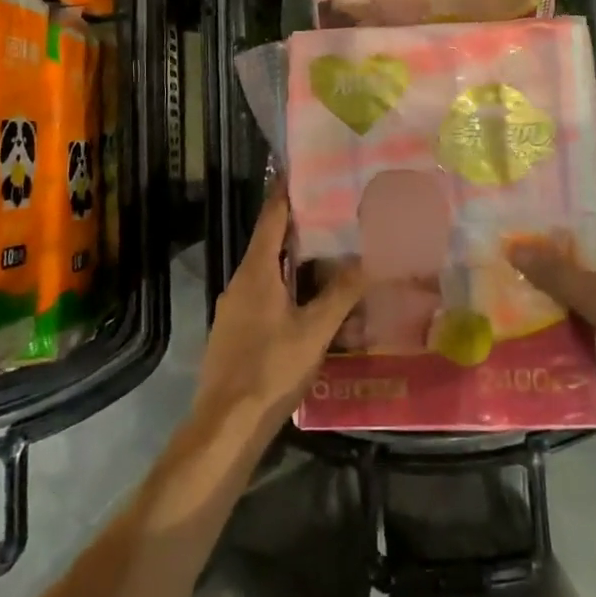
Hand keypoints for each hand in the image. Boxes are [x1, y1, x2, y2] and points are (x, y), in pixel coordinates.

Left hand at [197, 177, 365, 442]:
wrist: (226, 426)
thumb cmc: (270, 369)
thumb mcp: (314, 331)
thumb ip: (342, 293)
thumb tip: (369, 258)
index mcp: (256, 271)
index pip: (271, 218)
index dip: (285, 192)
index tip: (300, 170)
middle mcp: (239, 283)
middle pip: (269, 243)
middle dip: (297, 228)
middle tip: (330, 213)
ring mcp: (233, 310)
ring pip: (266, 273)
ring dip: (292, 262)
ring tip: (326, 256)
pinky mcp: (234, 333)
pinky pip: (262, 297)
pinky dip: (284, 289)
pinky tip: (306, 304)